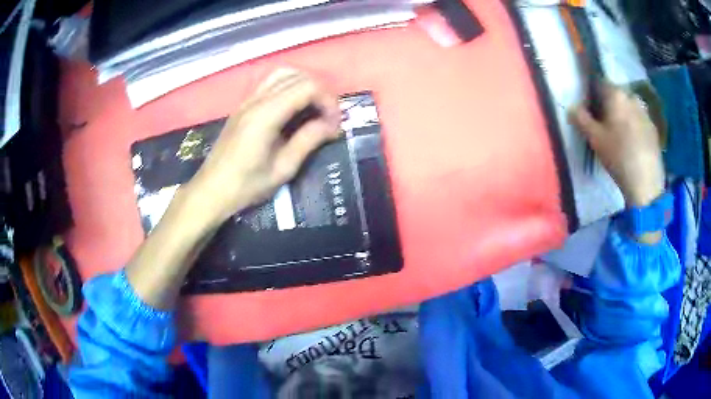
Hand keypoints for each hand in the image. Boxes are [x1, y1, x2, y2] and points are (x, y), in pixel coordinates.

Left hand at [184, 69, 341, 226]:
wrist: (211, 190)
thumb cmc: (246, 186)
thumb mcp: (283, 169)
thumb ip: (308, 140)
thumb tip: (333, 125)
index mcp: (266, 114)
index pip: (307, 87)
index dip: (328, 101)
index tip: (335, 123)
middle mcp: (256, 100)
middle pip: (297, 76)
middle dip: (320, 93)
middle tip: (327, 117)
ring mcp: (247, 101)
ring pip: (283, 75)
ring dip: (304, 86)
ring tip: (313, 110)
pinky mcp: (243, 106)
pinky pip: (271, 84)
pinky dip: (289, 88)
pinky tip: (293, 110)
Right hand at [569, 82, 664, 207]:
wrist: (646, 183)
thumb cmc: (618, 156)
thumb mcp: (595, 139)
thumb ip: (581, 119)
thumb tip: (571, 107)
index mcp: (616, 94)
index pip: (600, 83)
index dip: (593, 96)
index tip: (592, 112)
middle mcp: (632, 97)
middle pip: (617, 96)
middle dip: (610, 106)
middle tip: (606, 127)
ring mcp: (645, 113)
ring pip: (630, 108)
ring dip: (624, 116)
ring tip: (621, 137)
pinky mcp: (654, 129)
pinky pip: (640, 121)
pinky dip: (635, 127)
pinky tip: (633, 145)